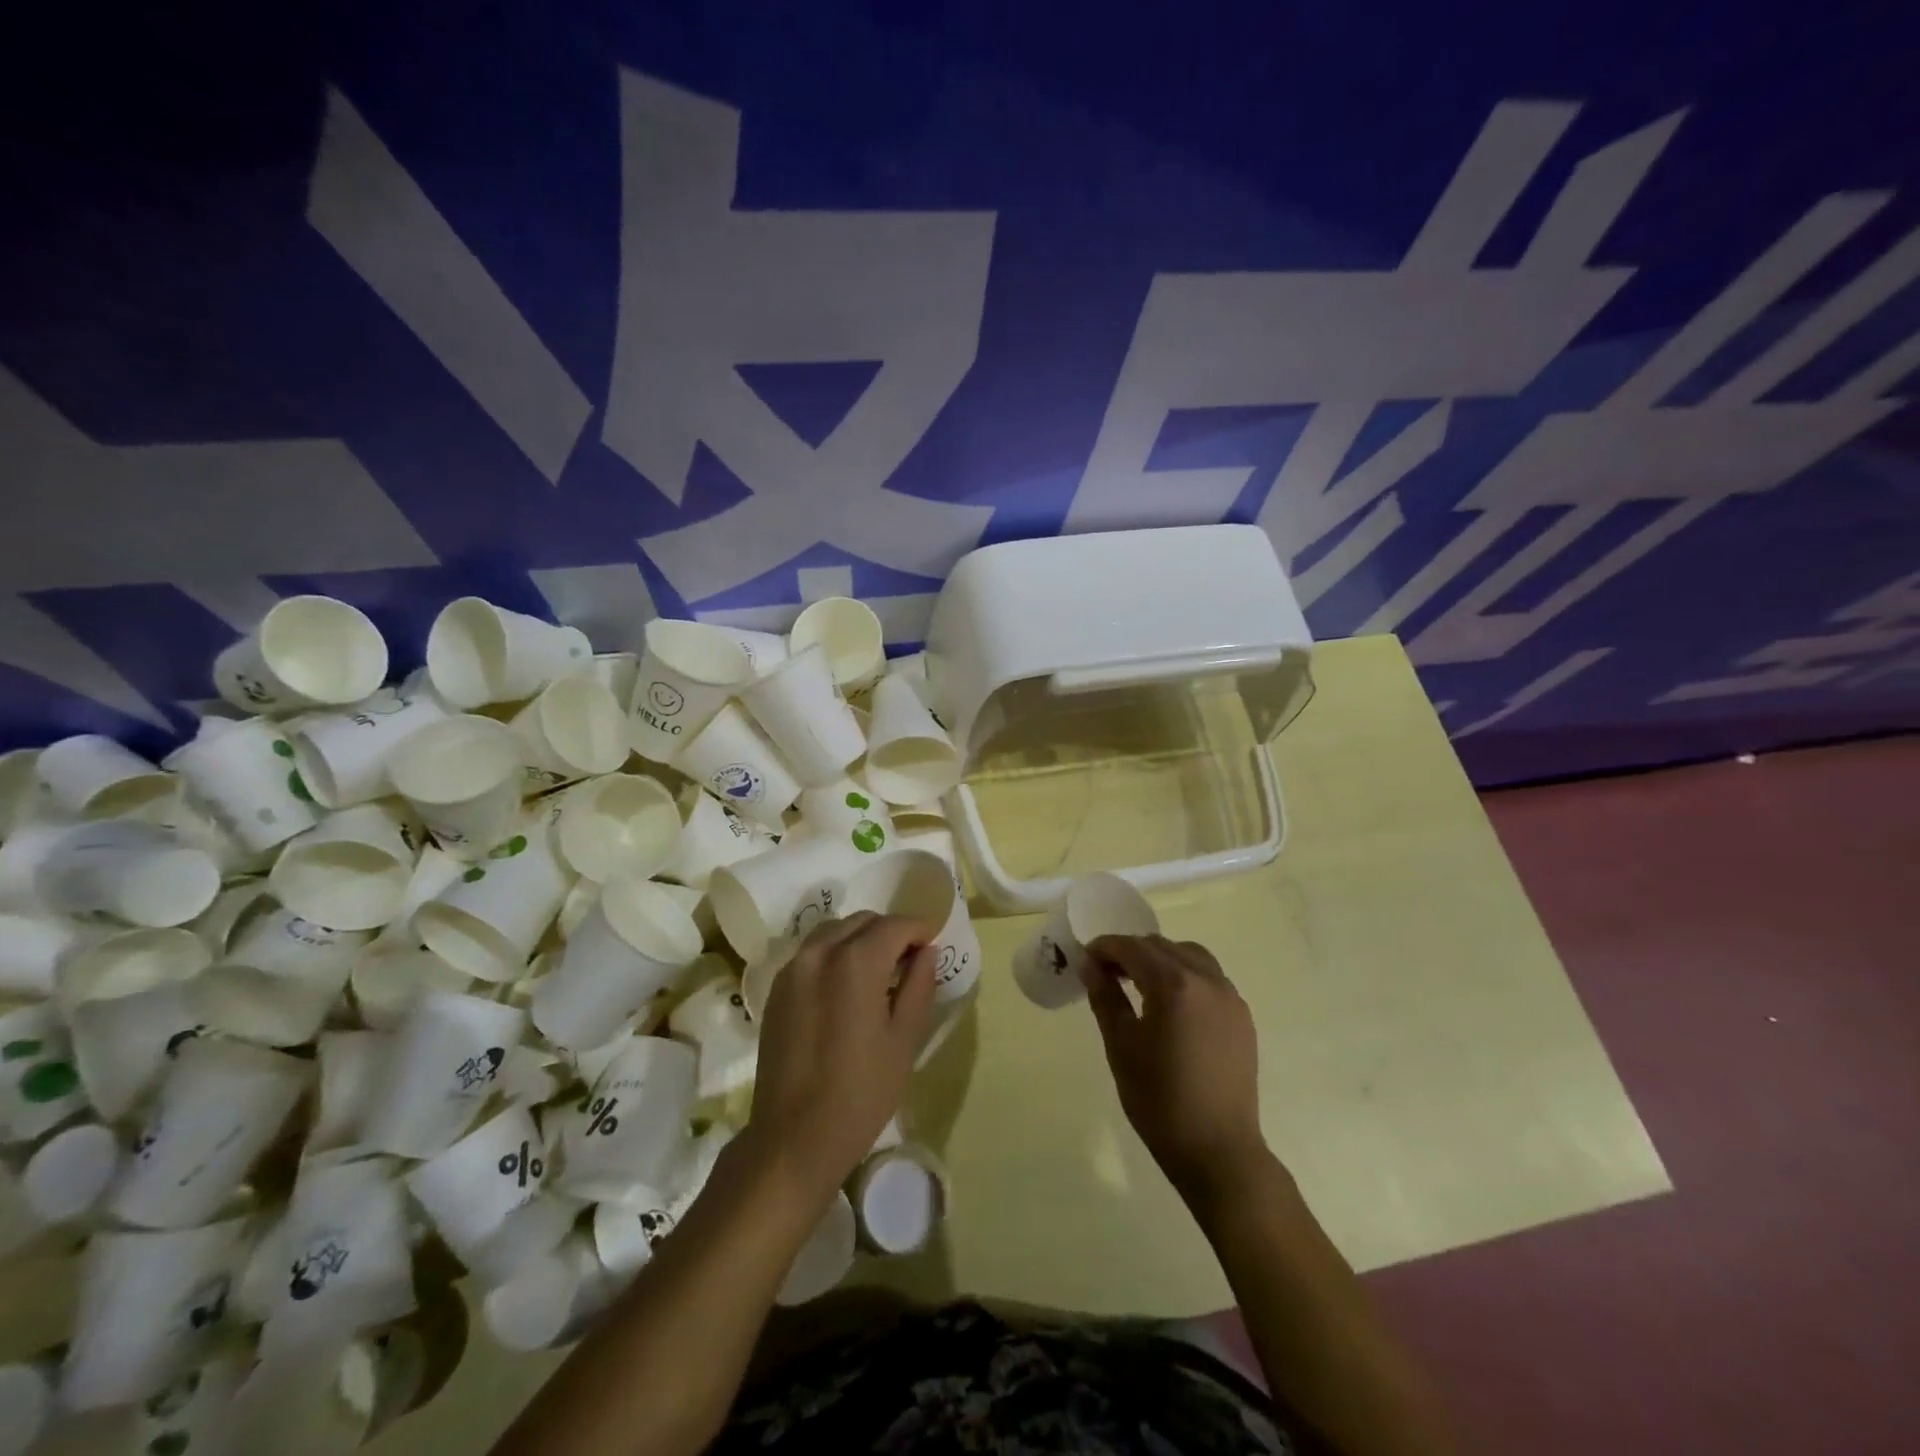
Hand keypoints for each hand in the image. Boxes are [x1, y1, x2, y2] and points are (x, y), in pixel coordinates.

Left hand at [748, 912, 937, 1199]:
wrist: (793, 1138)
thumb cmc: (860, 1093)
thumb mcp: (904, 1039)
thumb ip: (918, 985)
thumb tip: (926, 951)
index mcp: (856, 961)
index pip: (896, 925)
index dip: (920, 929)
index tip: (933, 944)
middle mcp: (820, 952)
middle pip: (863, 921)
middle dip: (891, 932)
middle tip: (910, 960)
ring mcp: (793, 968)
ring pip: (835, 931)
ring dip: (861, 938)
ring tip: (878, 971)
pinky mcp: (777, 988)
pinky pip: (812, 952)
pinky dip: (835, 953)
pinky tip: (846, 986)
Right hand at [1083, 935, 1266, 1203]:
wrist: (1218, 1150)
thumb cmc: (1159, 1100)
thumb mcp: (1121, 1045)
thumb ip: (1105, 996)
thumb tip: (1090, 964)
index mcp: (1174, 984)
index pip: (1132, 948)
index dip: (1105, 948)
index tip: (1086, 960)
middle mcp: (1206, 980)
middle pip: (1161, 946)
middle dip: (1131, 952)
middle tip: (1106, 973)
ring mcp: (1230, 997)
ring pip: (1189, 956)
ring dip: (1160, 959)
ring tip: (1139, 984)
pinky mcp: (1242, 1016)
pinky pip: (1210, 977)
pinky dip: (1185, 975)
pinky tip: (1171, 1003)